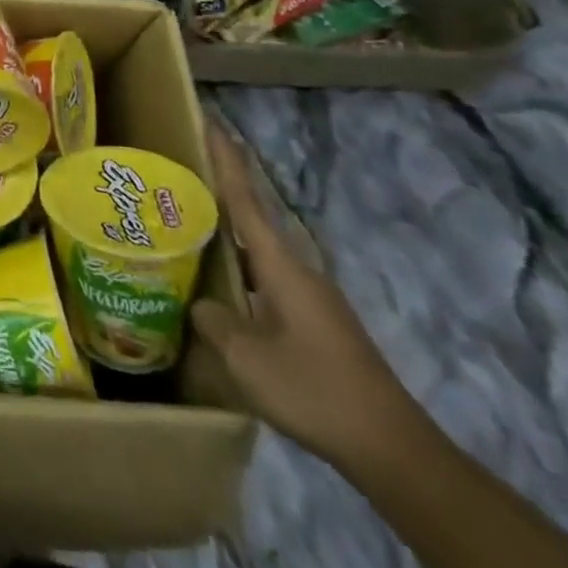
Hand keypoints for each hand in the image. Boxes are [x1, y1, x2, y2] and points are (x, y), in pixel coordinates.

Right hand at [191, 128, 423, 470]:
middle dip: (217, 193)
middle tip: (176, 174)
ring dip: (223, 238)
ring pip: (255, 254)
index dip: (226, 159)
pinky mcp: (313, 324)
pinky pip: (263, 281)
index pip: (246, 198)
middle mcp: (296, 271)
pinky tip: (215, 290)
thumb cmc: (315, 389)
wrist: (392, 449)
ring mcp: (309, 298)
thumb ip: (213, 320)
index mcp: (281, 266)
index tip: (210, 119)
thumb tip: (200, 303)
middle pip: (249, 219)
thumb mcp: (247, 357)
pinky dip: (236, 273)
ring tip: (182, 230)